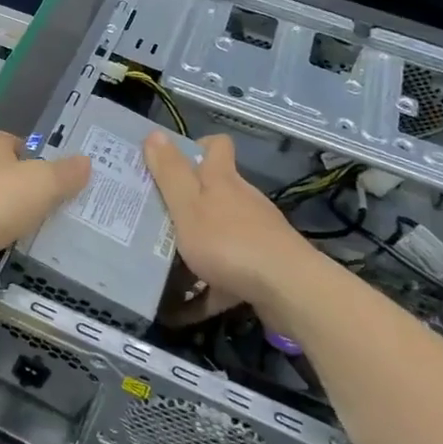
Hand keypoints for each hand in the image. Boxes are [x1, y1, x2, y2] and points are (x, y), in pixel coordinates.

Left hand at [0, 132, 90, 303]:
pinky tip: (24, 265)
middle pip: (2, 179)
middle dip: (27, 191)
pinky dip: (1, 253)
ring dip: (15, 224)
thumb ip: (63, 174)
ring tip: (53, 240)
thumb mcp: (39, 183)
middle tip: (64, 208)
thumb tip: (85, 161)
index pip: (8, 142)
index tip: (52, 165)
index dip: (27, 149)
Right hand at [143, 132, 315, 318]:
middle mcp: (243, 201)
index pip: (217, 146)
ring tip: (162, 263)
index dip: (197, 147)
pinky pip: (226, 275)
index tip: (172, 162)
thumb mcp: (188, 205)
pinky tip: (182, 310)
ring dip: (196, 245)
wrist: (288, 290)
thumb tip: (154, 133)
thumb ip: (170, 172)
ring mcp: (256, 235)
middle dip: (188, 201)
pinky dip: (206, 288)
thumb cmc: (229, 241)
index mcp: (223, 180)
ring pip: (221, 233)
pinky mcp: (262, 268)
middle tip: (154, 216)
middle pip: (216, 191)